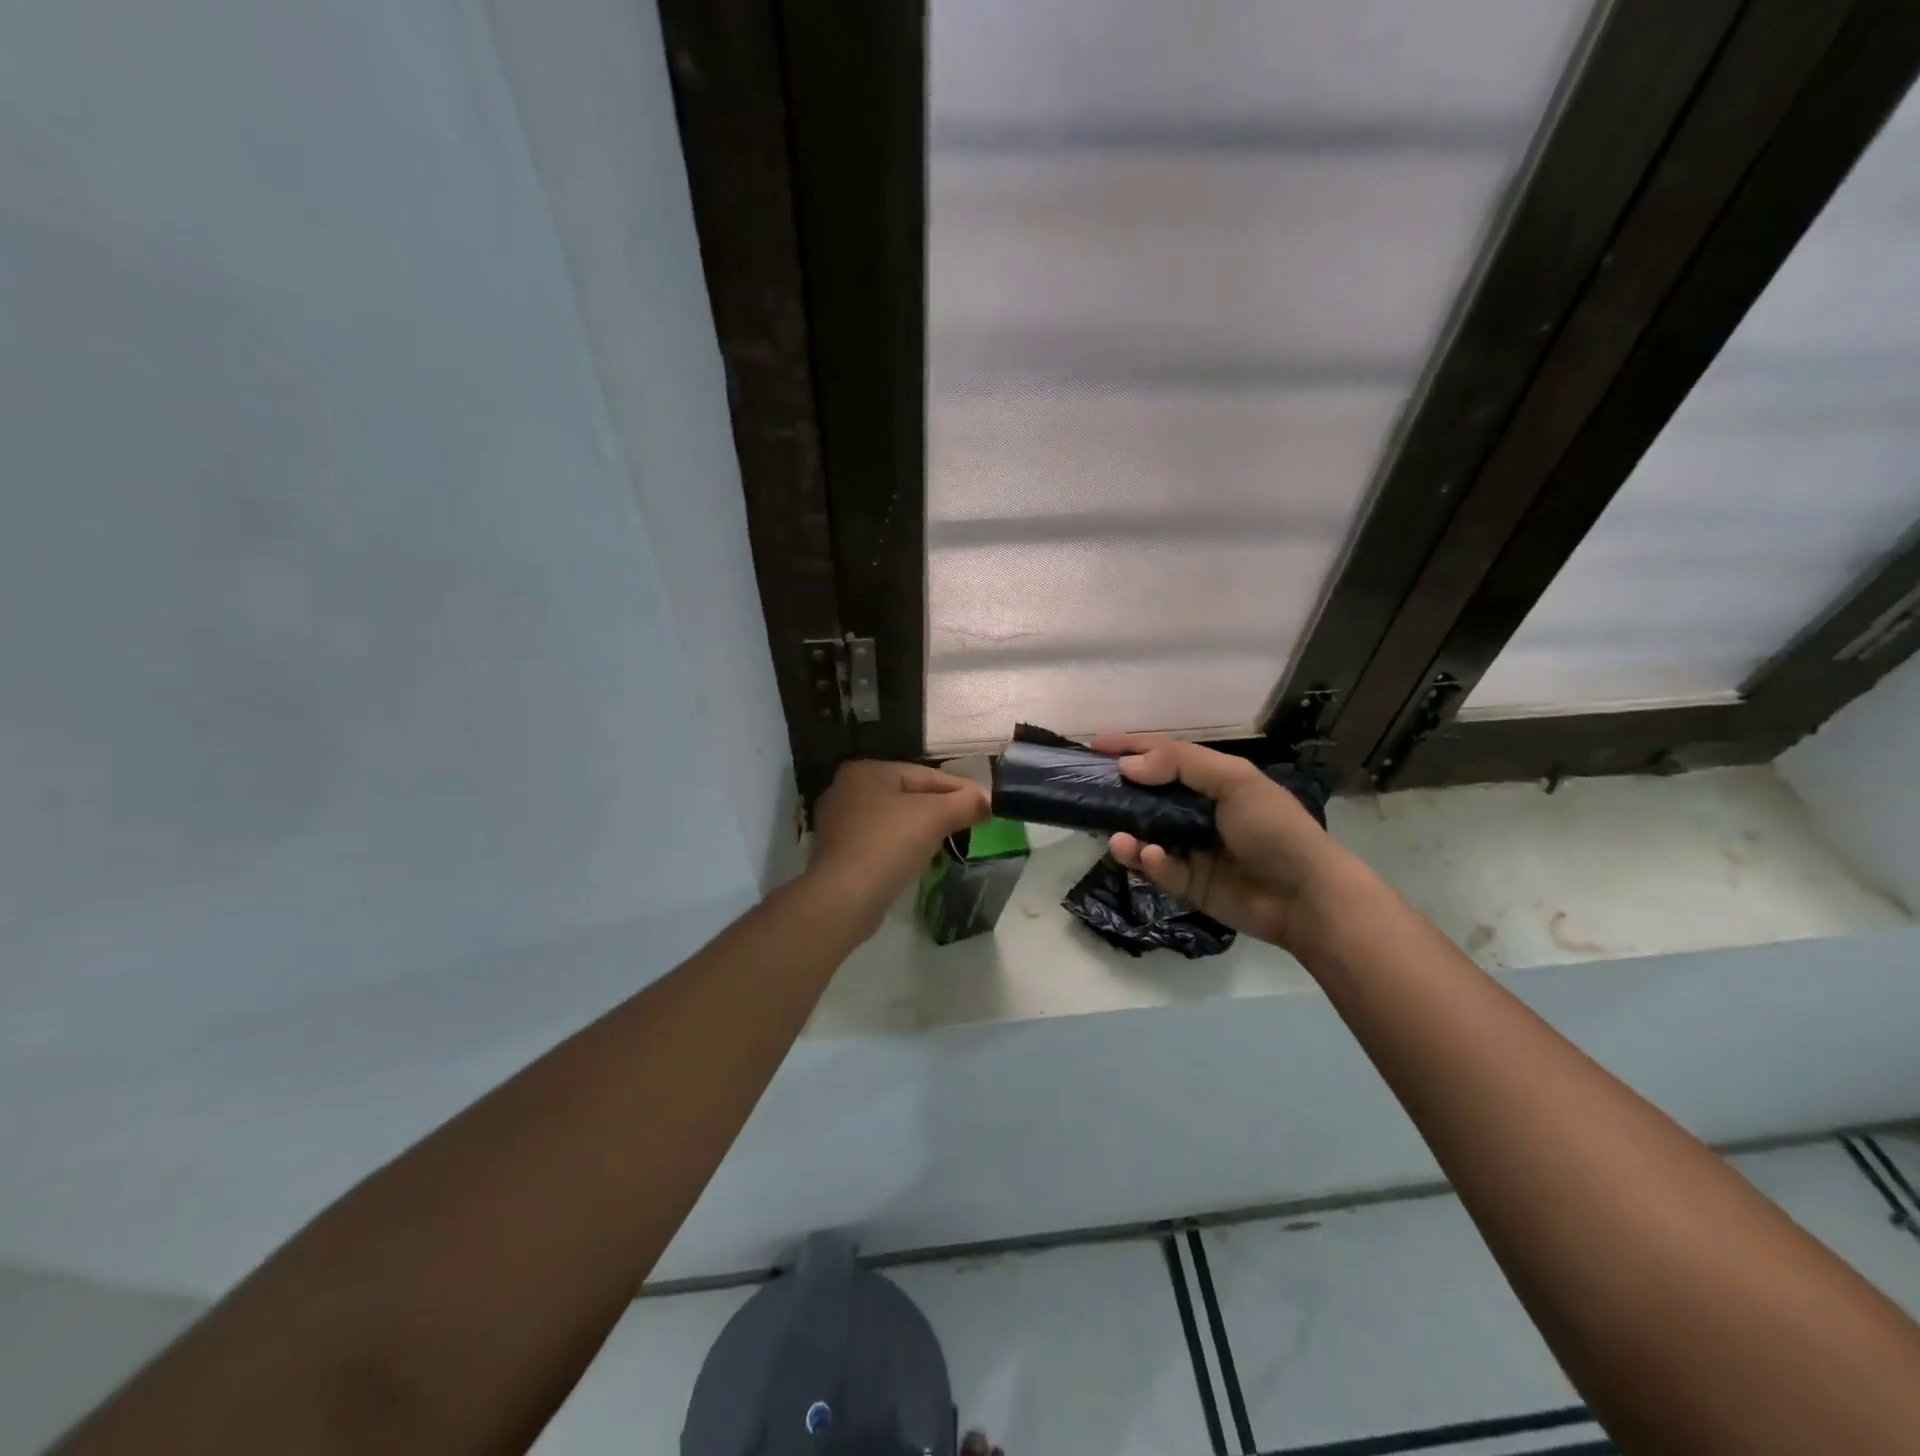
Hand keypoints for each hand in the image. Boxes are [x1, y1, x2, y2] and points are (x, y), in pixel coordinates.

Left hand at [807, 760, 989, 933]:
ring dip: (922, 829)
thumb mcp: (935, 817)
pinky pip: (881, 840)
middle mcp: (846, 789)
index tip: (986, 805)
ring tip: (950, 842)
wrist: (844, 898)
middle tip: (971, 823)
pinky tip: (919, 859)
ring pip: (895, 818)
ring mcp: (838, 822)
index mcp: (867, 770)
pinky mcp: (838, 852)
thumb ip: (966, 803)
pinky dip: (902, 846)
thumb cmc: (889, 845)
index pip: (925, 775)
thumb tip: (988, 801)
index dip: (960, 789)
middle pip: (909, 794)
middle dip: (941, 809)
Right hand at [1092, 735, 1347, 951]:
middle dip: (1118, 793)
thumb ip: (1181, 764)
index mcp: (1213, 781)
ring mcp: (1192, 849)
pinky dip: (1149, 862)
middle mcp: (1198, 812)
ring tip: (1117, 836)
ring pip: (1145, 835)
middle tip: (1089, 793)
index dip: (1130, 748)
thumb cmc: (1274, 828)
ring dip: (1127, 833)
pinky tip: (1149, 857)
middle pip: (1147, 796)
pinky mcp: (1188, 884)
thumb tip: (1128, 765)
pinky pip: (1158, 869)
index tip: (1093, 746)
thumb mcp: (1235, 781)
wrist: (1306, 896)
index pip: (1164, 756)